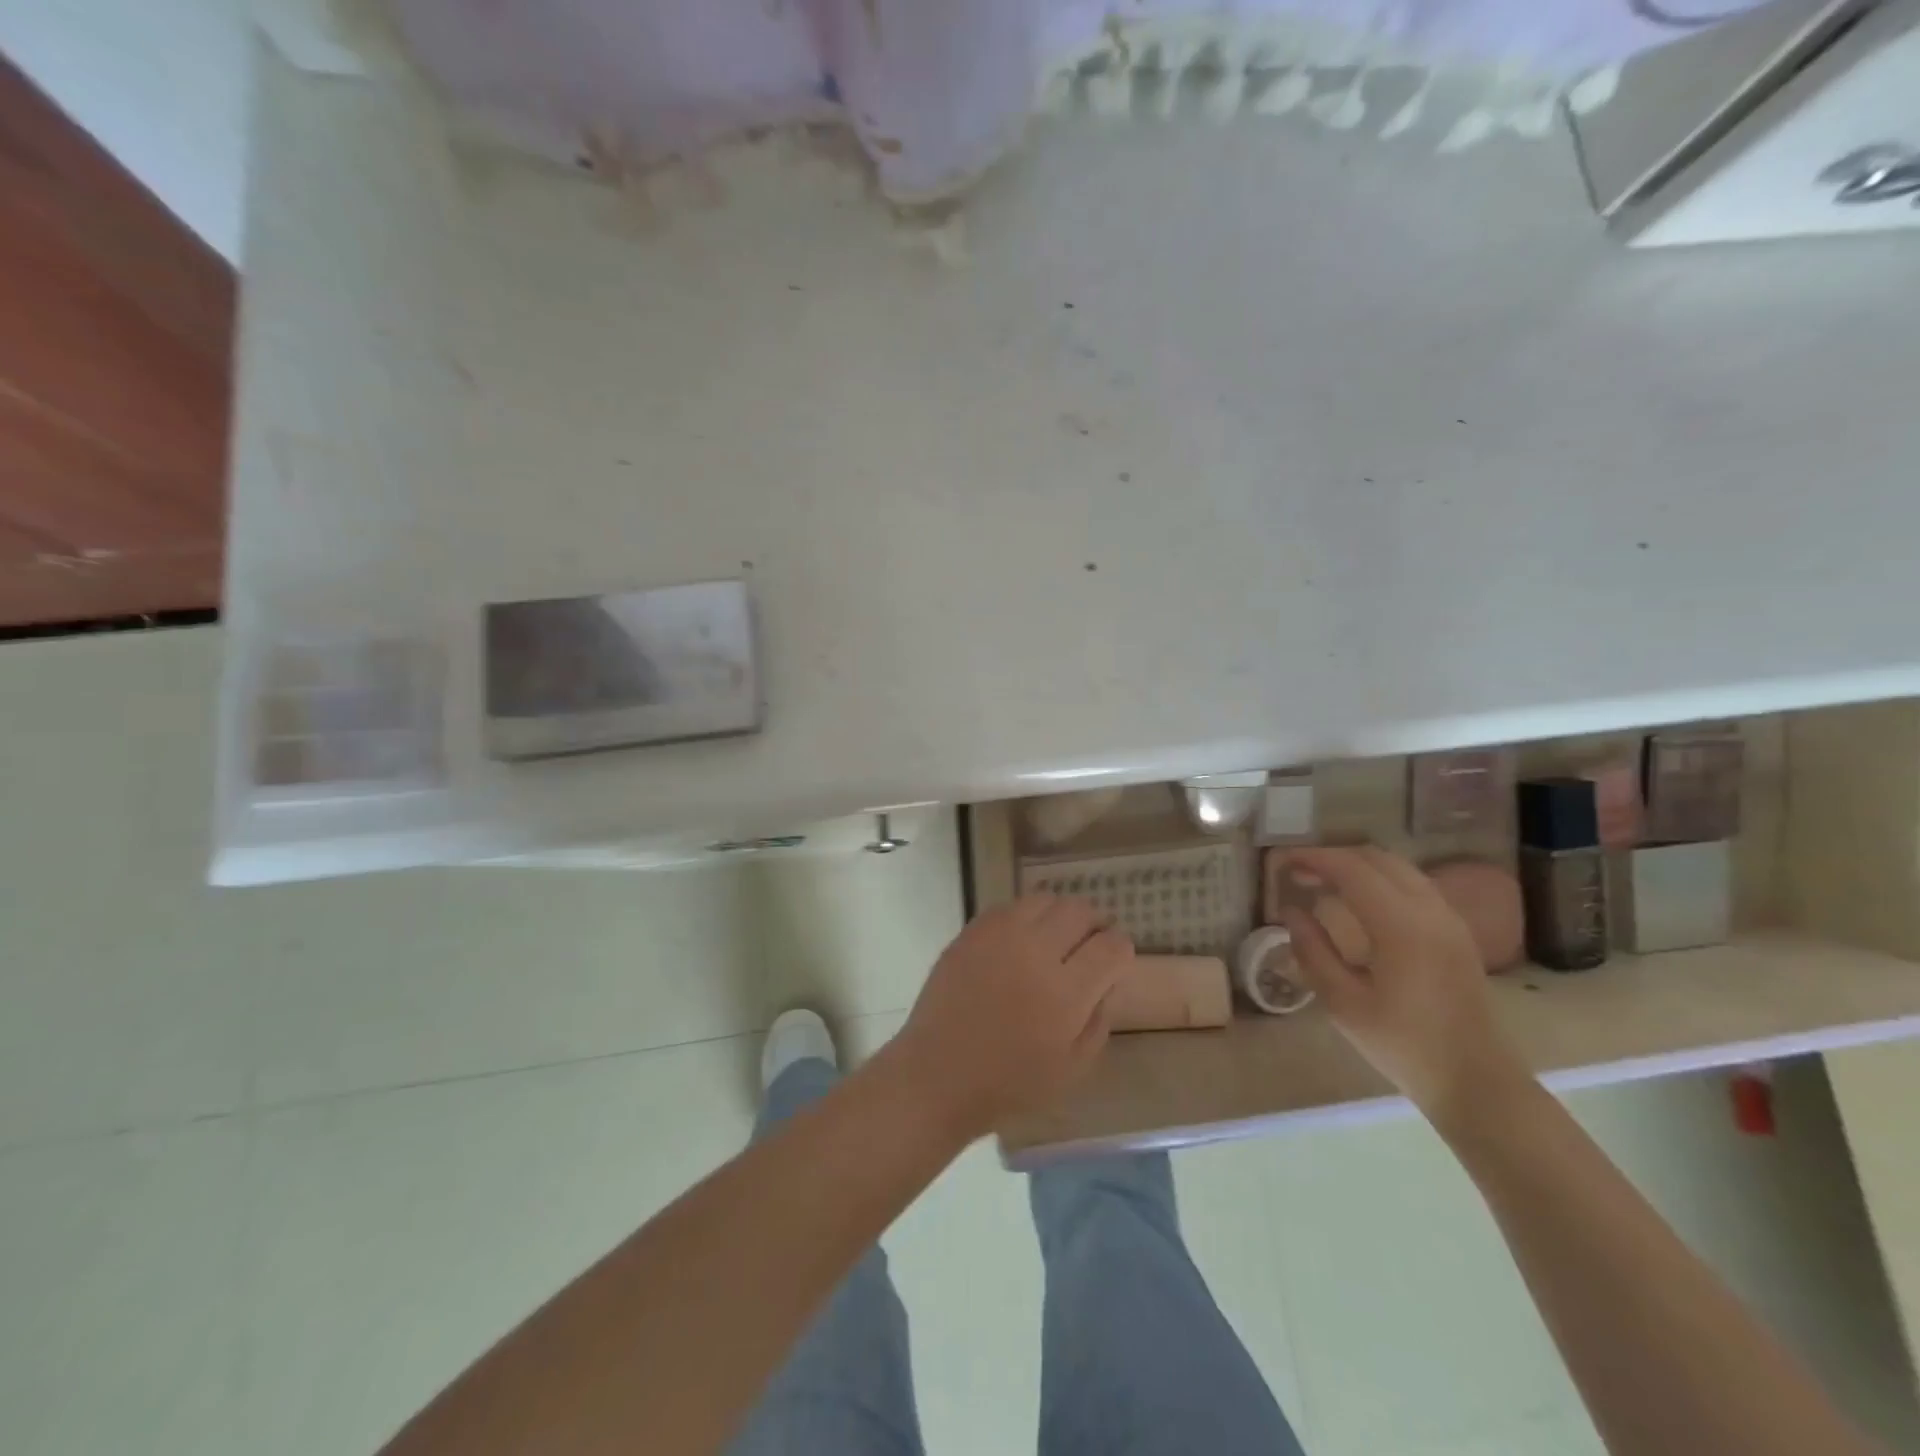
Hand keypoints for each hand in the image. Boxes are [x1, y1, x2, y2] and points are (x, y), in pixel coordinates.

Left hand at [890, 895, 1131, 1139]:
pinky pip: (1010, 906)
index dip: (1121, 949)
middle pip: (1080, 911)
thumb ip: (1099, 1019)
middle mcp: (1035, 953)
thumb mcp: (1073, 1068)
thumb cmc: (1009, 1083)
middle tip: (1089, 944)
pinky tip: (1021, 941)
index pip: (1111, 946)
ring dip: (1059, 915)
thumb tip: (1109, 979)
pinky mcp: (972, 932)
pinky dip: (1025, 917)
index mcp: (1065, 993)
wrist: (938, 1074)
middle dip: (1094, 924)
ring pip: (1045, 899)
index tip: (1115, 959)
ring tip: (1055, 938)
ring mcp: (999, 936)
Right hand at [1279, 846, 1531, 1127]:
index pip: (1351, 869)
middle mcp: (1430, 911)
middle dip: (1334, 857)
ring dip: (1358, 866)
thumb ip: (1313, 951)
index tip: (1281, 862)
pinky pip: (1414, 885)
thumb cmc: (1404, 1046)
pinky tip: (1359, 903)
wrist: (1476, 1081)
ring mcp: (1449, 919)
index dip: (1313, 858)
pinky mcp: (1457, 933)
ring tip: (1323, 883)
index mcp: (1402, 926)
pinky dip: (1380, 879)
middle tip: (1298, 872)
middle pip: (1377, 859)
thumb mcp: (1343, 1003)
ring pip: (1398, 868)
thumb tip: (1291, 911)